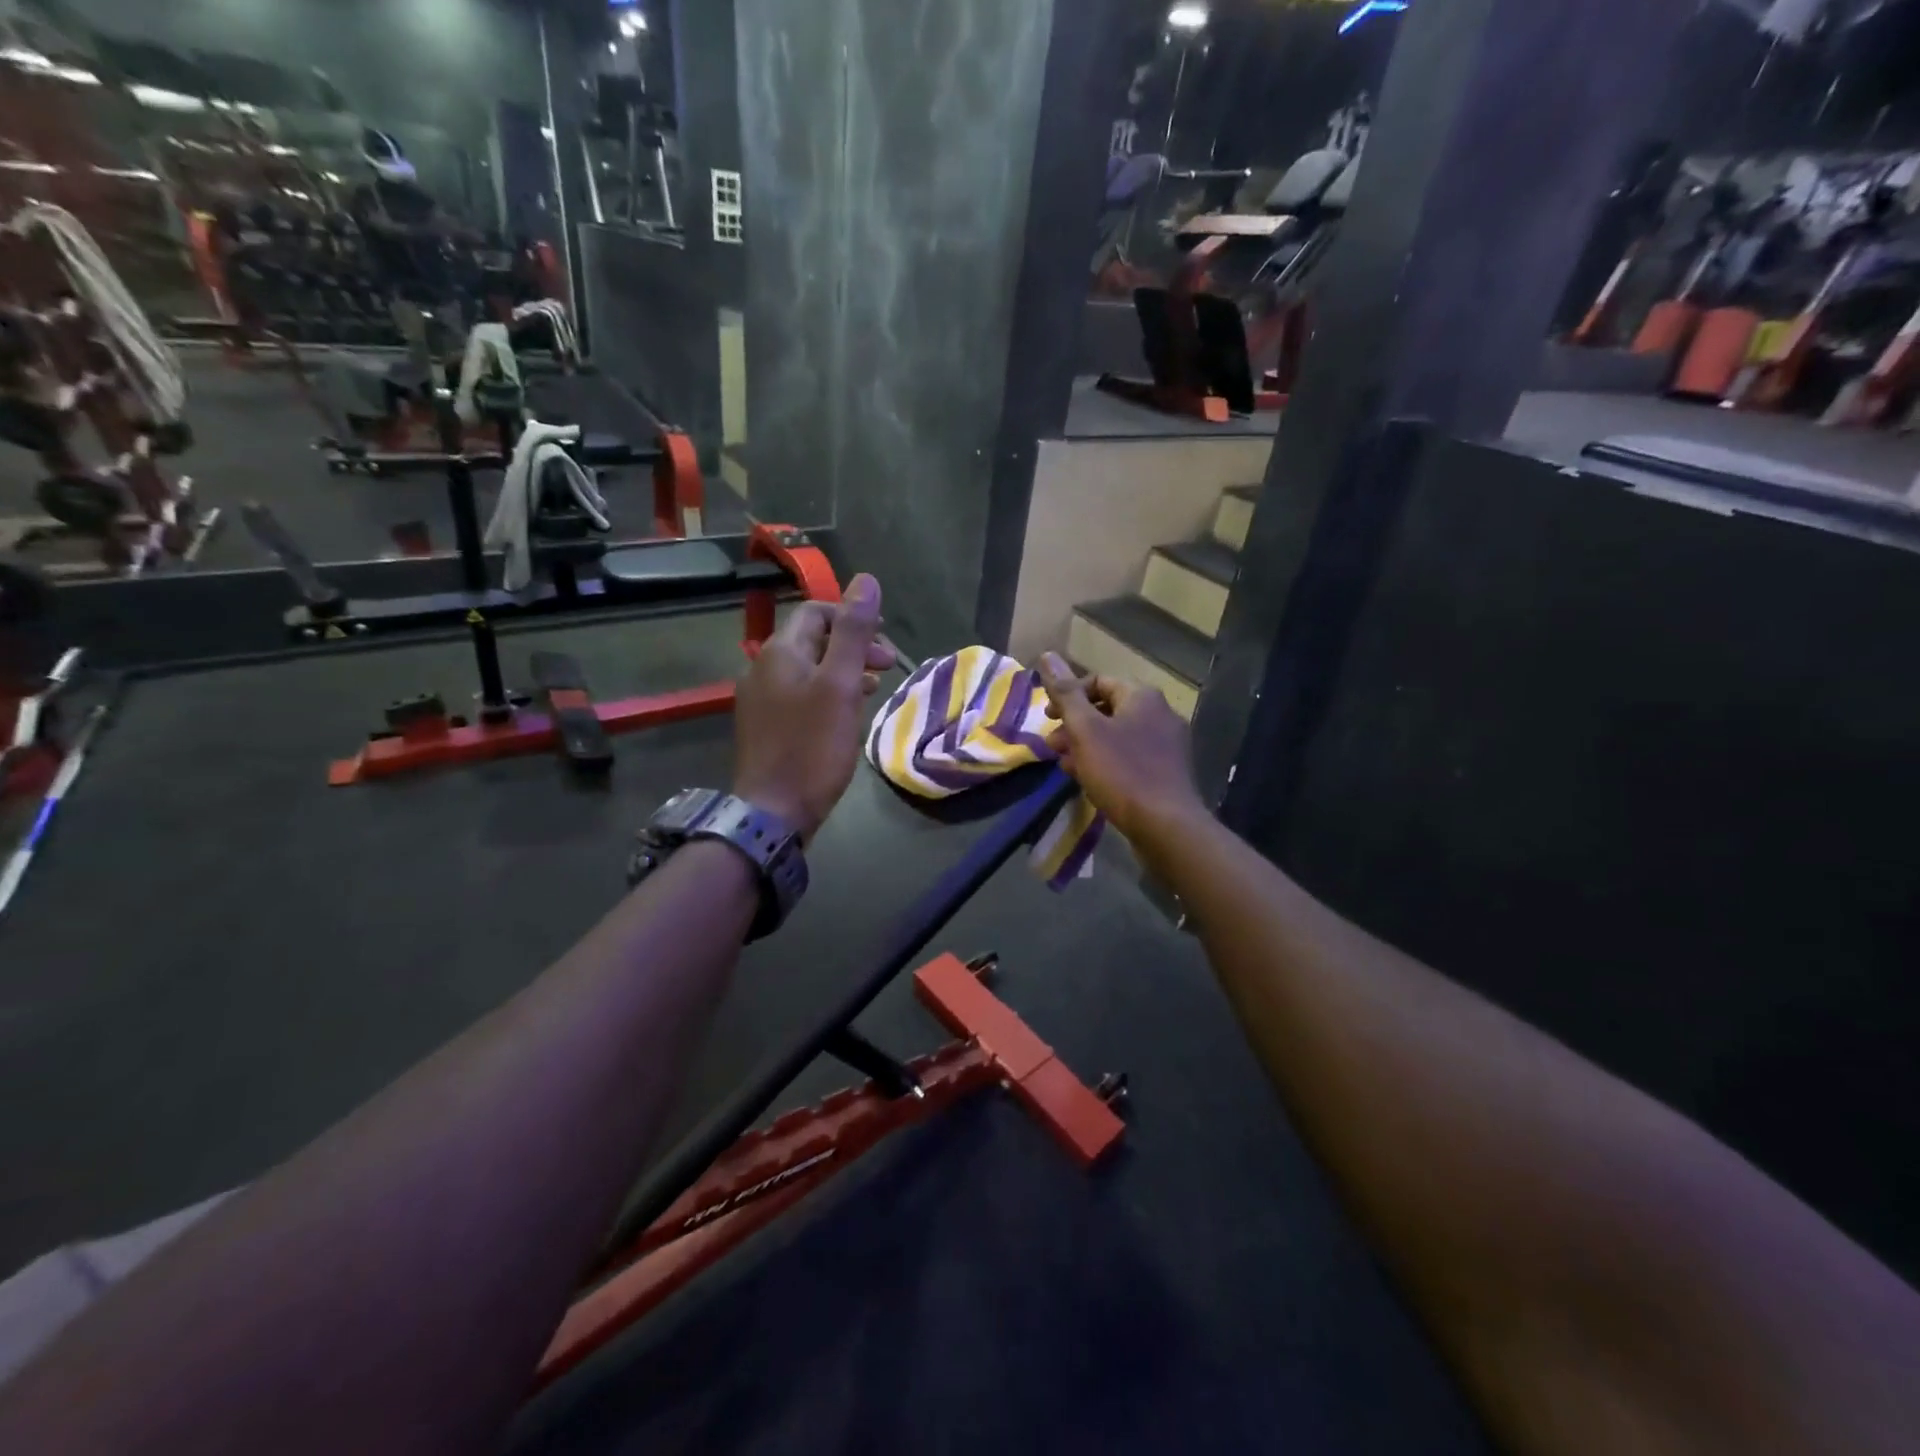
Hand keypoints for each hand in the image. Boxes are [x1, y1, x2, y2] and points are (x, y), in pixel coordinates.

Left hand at [733, 575, 894, 842]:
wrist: (772, 811)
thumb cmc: (812, 747)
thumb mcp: (839, 685)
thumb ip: (853, 632)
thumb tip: (866, 580)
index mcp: (779, 652)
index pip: (817, 612)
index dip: (852, 617)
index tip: (884, 639)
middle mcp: (763, 667)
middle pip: (812, 640)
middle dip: (851, 645)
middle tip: (887, 666)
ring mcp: (760, 699)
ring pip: (808, 669)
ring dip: (842, 670)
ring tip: (873, 687)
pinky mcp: (765, 726)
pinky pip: (800, 695)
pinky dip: (827, 693)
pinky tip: (846, 713)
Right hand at [1038, 652, 1204, 841]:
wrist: (1166, 825)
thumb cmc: (1122, 772)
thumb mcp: (1085, 730)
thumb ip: (1066, 694)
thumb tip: (1047, 655)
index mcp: (1142, 697)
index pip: (1098, 681)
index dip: (1068, 695)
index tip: (1047, 718)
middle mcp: (1160, 714)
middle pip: (1108, 709)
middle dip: (1075, 724)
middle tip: (1052, 745)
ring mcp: (1167, 745)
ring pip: (1117, 735)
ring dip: (1087, 745)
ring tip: (1065, 764)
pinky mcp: (1167, 772)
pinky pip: (1130, 757)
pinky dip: (1106, 761)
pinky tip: (1088, 780)